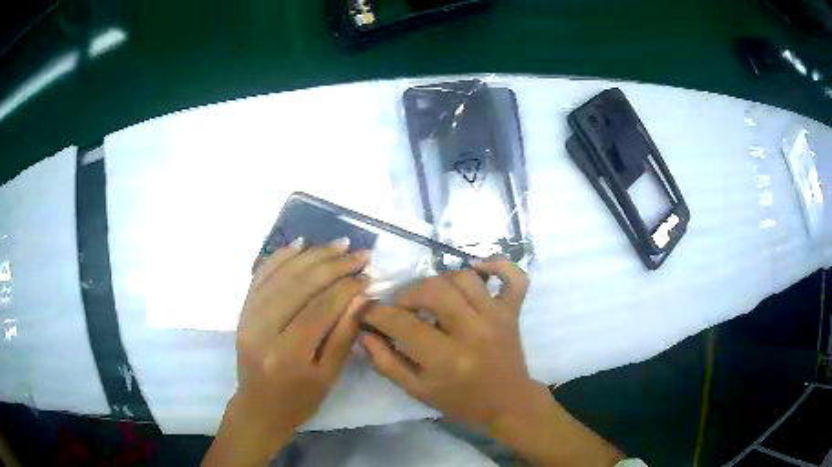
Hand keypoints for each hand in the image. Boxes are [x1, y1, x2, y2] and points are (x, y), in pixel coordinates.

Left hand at [204, 238, 369, 465]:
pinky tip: (299, 244)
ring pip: (280, 276)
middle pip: (298, 287)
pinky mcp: (242, 311)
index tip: (367, 275)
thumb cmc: (299, 400)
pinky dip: (280, 257)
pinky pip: (259, 276)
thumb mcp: (328, 376)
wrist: (258, 407)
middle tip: (358, 253)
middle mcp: (262, 331)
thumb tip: (362, 298)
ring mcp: (247, 317)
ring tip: (337, 244)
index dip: (345, 289)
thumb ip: (343, 336)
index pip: (319, 310)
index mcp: (287, 354)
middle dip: (332, 265)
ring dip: (311, 256)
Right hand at [361, 260, 535, 427]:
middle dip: (407, 294)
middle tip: (401, 307)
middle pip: (433, 289)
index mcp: (446, 358)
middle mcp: (472, 331)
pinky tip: (477, 268)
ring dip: (440, 281)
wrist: (507, 403)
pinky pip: (514, 277)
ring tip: (431, 296)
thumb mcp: (417, 390)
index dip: (376, 313)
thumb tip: (364, 334)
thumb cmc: (460, 401)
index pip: (401, 322)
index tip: (368, 311)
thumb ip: (387, 363)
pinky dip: (497, 265)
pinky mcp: (513, 311)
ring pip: (464, 277)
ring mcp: (496, 317)